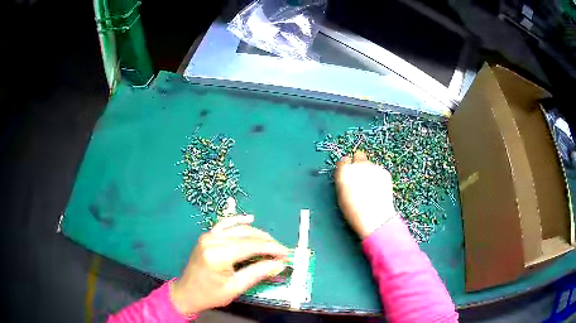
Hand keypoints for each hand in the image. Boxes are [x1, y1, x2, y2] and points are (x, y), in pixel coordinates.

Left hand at [170, 215, 288, 314]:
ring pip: (238, 229)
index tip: (286, 254)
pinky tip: (250, 219)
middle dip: (267, 242)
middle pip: (247, 236)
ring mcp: (208, 235)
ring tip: (272, 243)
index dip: (272, 248)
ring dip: (257, 234)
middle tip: (282, 252)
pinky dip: (238, 221)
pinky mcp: (207, 236)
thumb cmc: (211, 294)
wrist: (187, 292)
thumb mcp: (236, 288)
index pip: (251, 246)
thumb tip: (279, 264)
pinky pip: (225, 224)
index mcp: (218, 255)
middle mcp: (212, 240)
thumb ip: (258, 273)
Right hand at [334, 151, 396, 238]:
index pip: (343, 160)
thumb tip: (347, 174)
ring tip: (371, 187)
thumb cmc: (354, 211)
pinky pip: (379, 170)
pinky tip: (378, 189)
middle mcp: (358, 166)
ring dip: (369, 171)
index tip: (348, 173)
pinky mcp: (384, 171)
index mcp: (344, 172)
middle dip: (358, 163)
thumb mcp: (341, 195)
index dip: (346, 166)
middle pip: (358, 155)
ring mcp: (373, 167)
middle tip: (360, 176)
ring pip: (369, 164)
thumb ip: (343, 180)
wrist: (375, 218)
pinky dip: (378, 177)